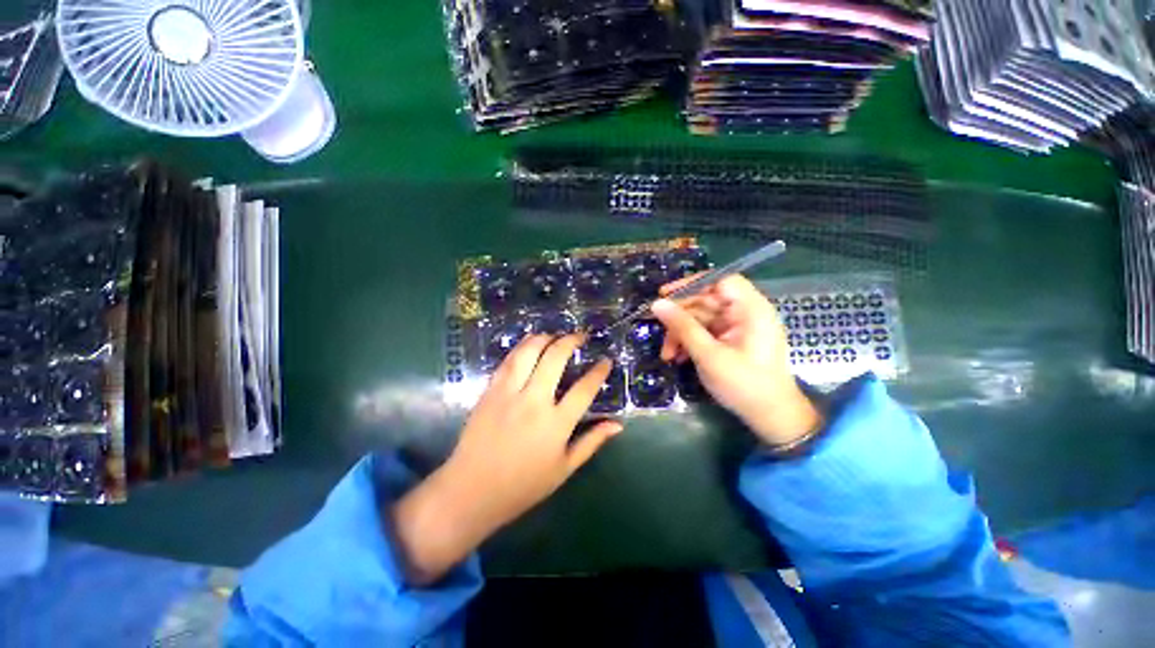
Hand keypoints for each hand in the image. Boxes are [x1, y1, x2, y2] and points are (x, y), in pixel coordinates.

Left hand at [391, 334, 620, 584]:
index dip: (599, 371)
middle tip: (580, 336)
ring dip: (545, 337)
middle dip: (571, 341)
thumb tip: (617, 425)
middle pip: (555, 358)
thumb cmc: (523, 485)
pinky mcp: (490, 391)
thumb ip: (592, 442)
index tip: (606, 360)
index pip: (584, 388)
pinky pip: (508, 361)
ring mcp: (509, 393)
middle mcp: (534, 401)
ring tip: (555, 335)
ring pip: (529, 352)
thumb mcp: (564, 469)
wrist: (472, 490)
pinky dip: (522, 347)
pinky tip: (530, 344)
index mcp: (556, 424)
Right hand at [651, 274, 821, 446]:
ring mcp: (737, 327)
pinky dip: (690, 342)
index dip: (691, 283)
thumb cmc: (744, 385)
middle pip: (706, 301)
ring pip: (701, 319)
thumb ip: (683, 327)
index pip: (720, 281)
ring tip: (667, 355)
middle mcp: (745, 313)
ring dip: (681, 334)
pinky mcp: (731, 340)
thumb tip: (657, 304)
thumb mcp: (709, 355)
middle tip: (658, 329)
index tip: (665, 294)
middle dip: (680, 318)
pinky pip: (705, 332)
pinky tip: (678, 358)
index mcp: (750, 309)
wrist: (771, 417)